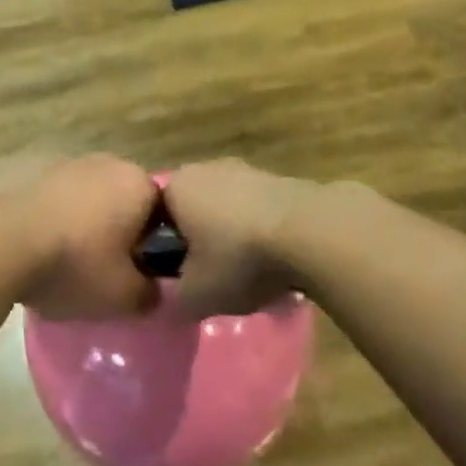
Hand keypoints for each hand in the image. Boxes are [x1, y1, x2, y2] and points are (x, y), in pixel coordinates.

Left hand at [0, 153, 159, 318]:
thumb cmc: (74, 264)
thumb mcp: (123, 297)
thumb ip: (150, 294)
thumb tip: (153, 291)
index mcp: (138, 184)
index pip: (162, 215)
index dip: (151, 248)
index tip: (136, 275)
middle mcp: (108, 162)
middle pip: (124, 202)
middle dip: (117, 232)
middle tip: (102, 270)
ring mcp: (67, 161)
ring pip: (89, 198)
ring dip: (84, 223)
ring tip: (64, 261)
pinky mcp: (32, 168)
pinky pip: (56, 198)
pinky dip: (54, 217)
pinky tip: (38, 247)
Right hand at [161, 159, 327, 316]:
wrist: (309, 232)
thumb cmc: (238, 258)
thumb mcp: (195, 295)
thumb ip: (175, 297)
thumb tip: (177, 295)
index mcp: (176, 187)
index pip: (156, 218)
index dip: (166, 250)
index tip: (179, 278)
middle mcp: (206, 168)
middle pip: (194, 210)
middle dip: (201, 241)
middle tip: (212, 277)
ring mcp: (245, 169)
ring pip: (227, 209)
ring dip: (233, 236)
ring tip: (248, 272)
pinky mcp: (279, 178)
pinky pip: (258, 210)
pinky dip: (261, 231)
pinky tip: (275, 259)